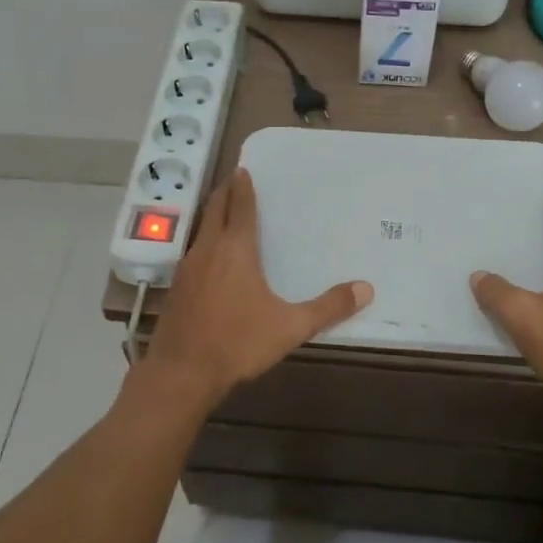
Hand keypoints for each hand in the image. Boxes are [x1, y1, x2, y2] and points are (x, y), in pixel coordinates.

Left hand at [138, 169, 372, 410]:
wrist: (182, 372)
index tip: (243, 169)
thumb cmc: (238, 342)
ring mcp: (187, 268)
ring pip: (200, 229)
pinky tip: (210, 258)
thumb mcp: (290, 327)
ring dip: (212, 215)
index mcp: (236, 249)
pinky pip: (192, 252)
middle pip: (214, 209)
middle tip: (233, 179)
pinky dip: (204, 241)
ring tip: (224, 212)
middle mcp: (208, 249)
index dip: (242, 187)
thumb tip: (366, 289)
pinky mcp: (176, 287)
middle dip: (224, 192)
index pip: (239, 207)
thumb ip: (328, 307)